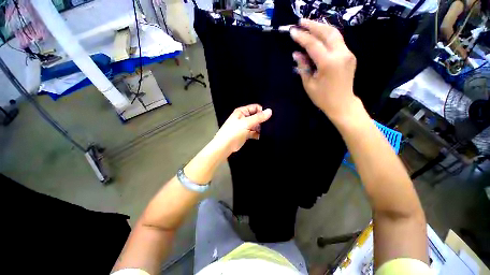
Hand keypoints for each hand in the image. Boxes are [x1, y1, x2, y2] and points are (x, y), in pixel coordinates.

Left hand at [213, 104, 271, 153]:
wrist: (224, 146)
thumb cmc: (233, 132)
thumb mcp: (246, 123)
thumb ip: (258, 117)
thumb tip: (270, 111)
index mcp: (242, 112)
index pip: (255, 108)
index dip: (262, 111)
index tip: (268, 117)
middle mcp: (243, 118)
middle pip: (256, 116)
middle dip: (261, 121)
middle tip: (268, 125)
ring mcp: (244, 126)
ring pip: (255, 125)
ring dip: (260, 128)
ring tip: (265, 131)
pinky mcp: (245, 134)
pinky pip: (253, 132)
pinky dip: (257, 134)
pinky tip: (260, 136)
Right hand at [290, 19, 358, 119]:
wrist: (342, 104)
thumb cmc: (323, 97)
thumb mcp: (309, 84)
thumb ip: (303, 67)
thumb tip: (296, 54)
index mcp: (329, 63)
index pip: (313, 44)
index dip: (302, 37)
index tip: (292, 31)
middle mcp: (341, 54)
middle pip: (327, 32)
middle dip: (313, 25)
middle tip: (301, 22)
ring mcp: (348, 53)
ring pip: (335, 33)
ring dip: (321, 27)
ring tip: (309, 25)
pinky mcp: (349, 55)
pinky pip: (338, 40)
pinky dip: (327, 35)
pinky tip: (319, 35)